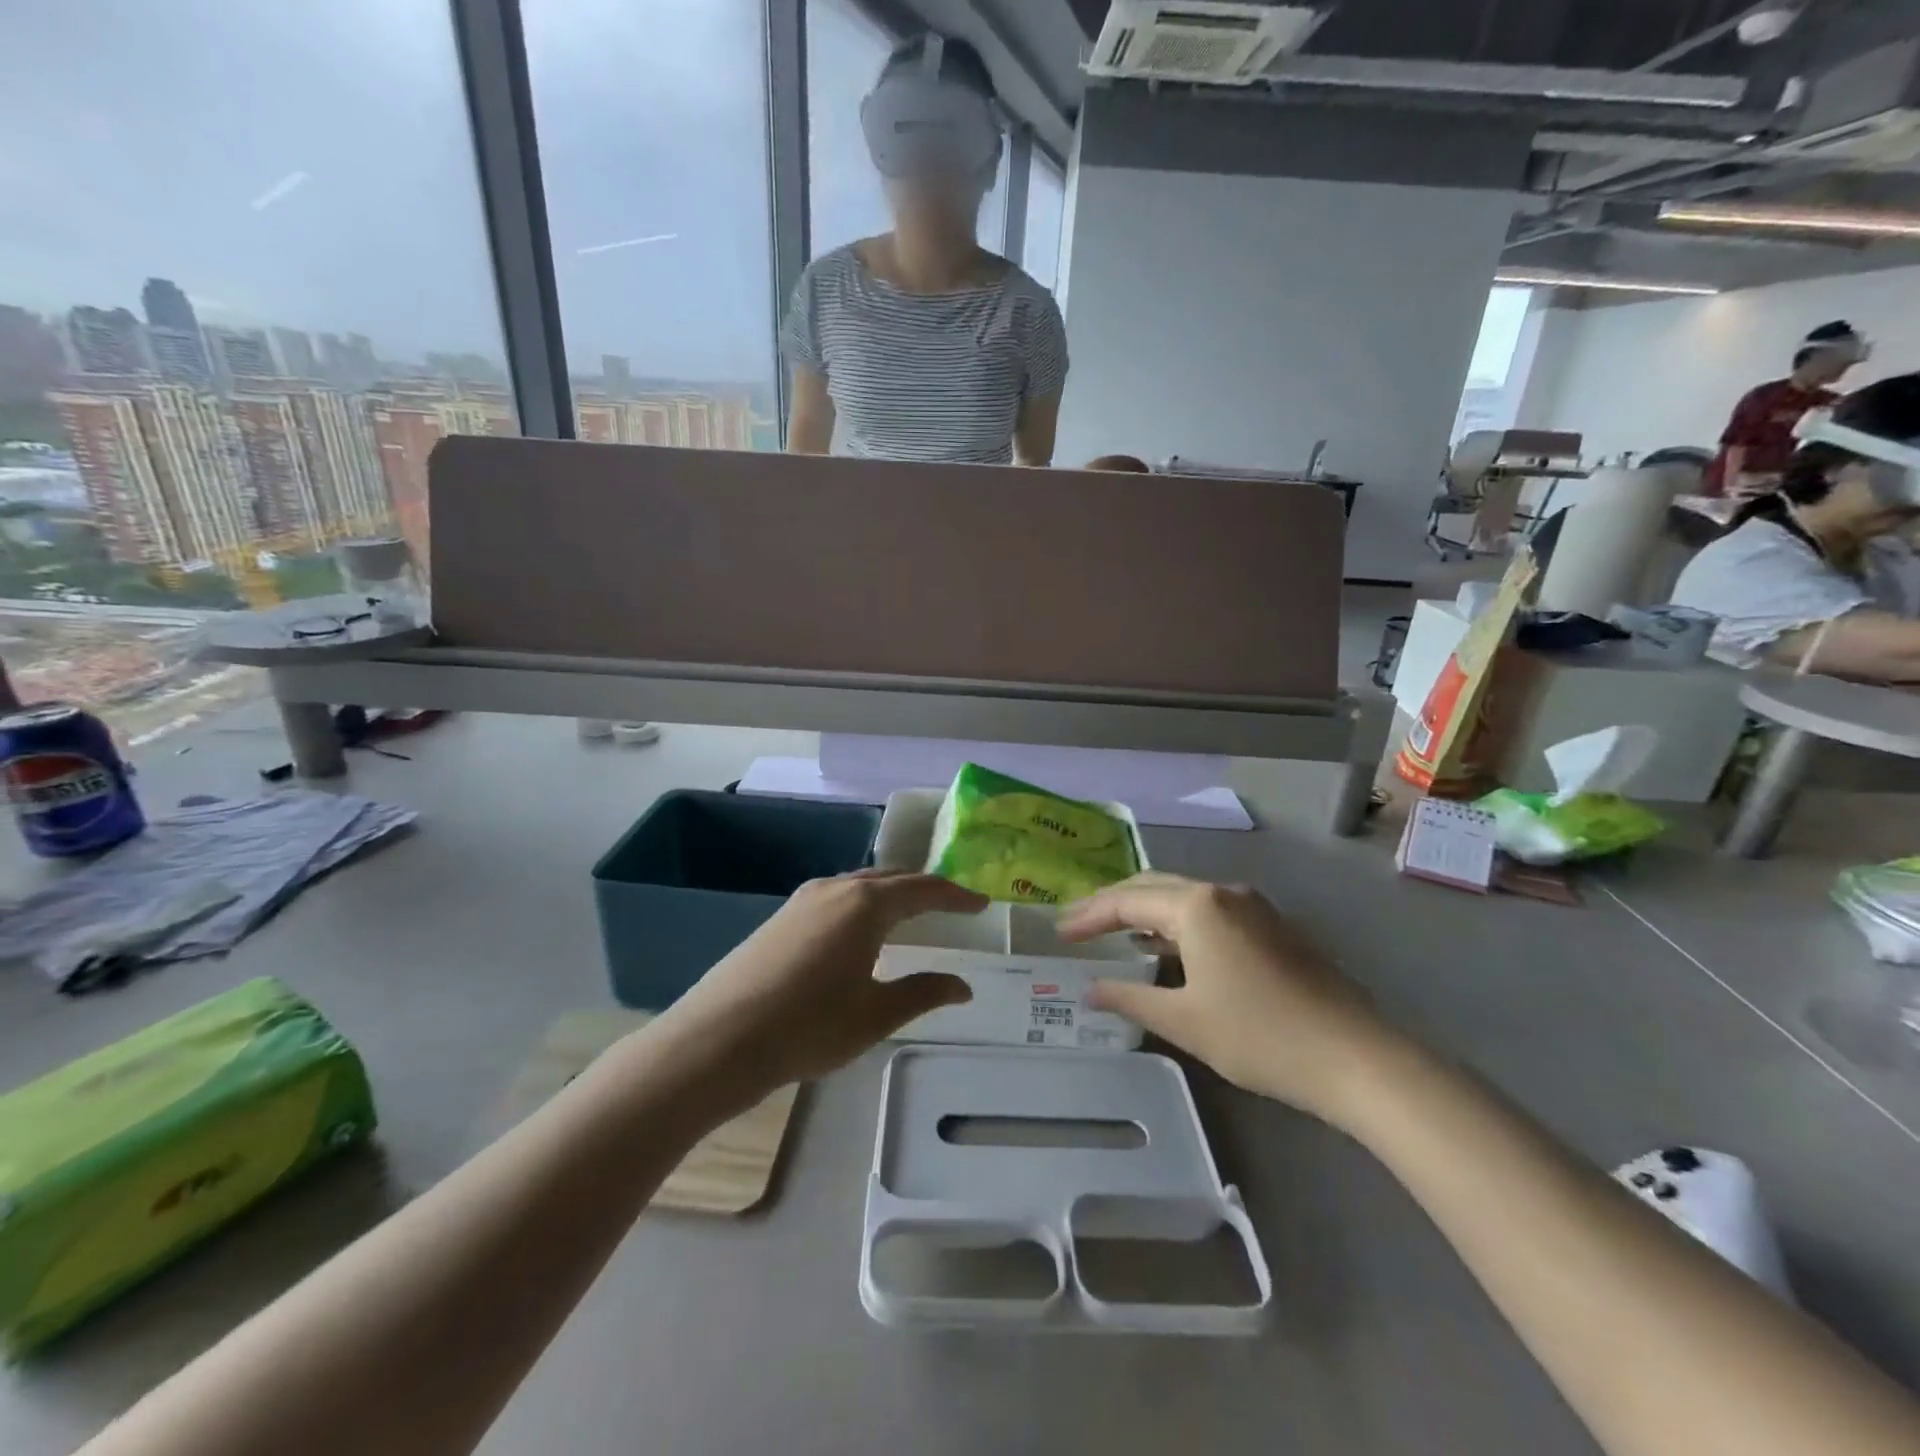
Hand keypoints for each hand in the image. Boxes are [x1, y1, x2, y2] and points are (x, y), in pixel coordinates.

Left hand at [659, 871, 983, 1101]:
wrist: (719, 1039)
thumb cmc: (809, 1027)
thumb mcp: (875, 1015)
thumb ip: (922, 993)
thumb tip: (963, 986)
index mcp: (866, 905)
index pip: (923, 889)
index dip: (955, 895)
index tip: (981, 902)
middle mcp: (836, 888)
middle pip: (892, 878)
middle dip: (924, 888)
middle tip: (951, 904)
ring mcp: (804, 899)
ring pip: (860, 884)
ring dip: (891, 893)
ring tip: (911, 913)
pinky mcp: (782, 915)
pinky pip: (837, 896)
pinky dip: (863, 902)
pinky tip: (861, 929)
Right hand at [1060, 873, 1398, 1125]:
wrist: (1355, 1057)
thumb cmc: (1260, 1036)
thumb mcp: (1184, 1021)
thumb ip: (1130, 999)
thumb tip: (1089, 990)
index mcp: (1196, 906)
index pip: (1126, 901)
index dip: (1088, 916)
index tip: (1059, 933)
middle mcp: (1222, 893)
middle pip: (1152, 887)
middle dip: (1112, 905)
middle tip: (1078, 925)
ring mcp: (1252, 907)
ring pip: (1182, 897)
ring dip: (1145, 912)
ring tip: (1113, 934)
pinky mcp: (1271, 927)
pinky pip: (1208, 912)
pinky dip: (1175, 923)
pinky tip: (1165, 948)